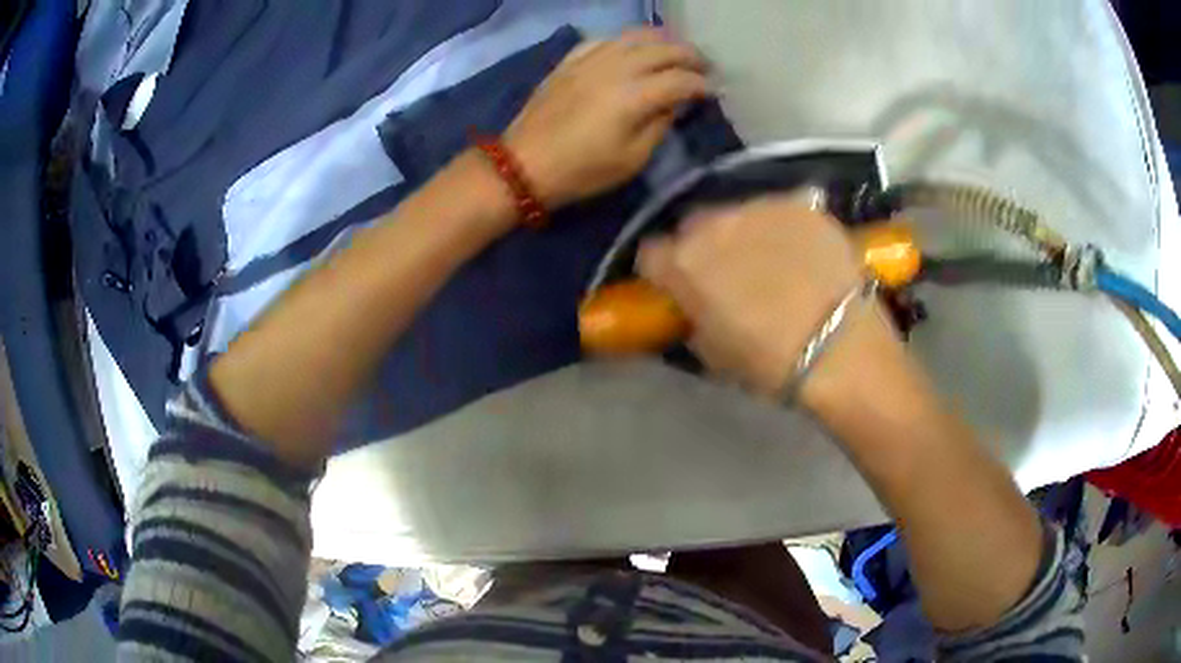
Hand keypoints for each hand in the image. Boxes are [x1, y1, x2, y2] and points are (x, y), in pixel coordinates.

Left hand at [504, 29, 709, 207]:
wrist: (523, 163)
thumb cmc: (581, 171)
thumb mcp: (632, 159)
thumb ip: (659, 126)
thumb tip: (674, 104)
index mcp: (635, 95)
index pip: (681, 80)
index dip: (703, 85)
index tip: (714, 93)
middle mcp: (616, 67)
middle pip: (663, 49)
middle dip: (690, 56)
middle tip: (704, 67)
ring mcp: (591, 59)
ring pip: (635, 36)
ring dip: (662, 40)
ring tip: (676, 51)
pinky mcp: (571, 60)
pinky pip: (605, 39)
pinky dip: (626, 40)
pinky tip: (633, 48)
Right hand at [637, 195, 900, 401]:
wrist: (841, 350)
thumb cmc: (770, 364)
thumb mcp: (712, 353)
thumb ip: (693, 317)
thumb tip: (696, 305)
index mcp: (683, 263)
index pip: (650, 254)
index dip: (663, 273)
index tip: (677, 287)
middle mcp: (714, 223)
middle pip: (693, 225)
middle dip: (702, 246)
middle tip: (726, 274)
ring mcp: (759, 207)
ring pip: (736, 212)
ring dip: (742, 233)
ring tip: (771, 261)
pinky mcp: (799, 204)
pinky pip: (778, 209)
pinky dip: (782, 226)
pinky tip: (801, 251)